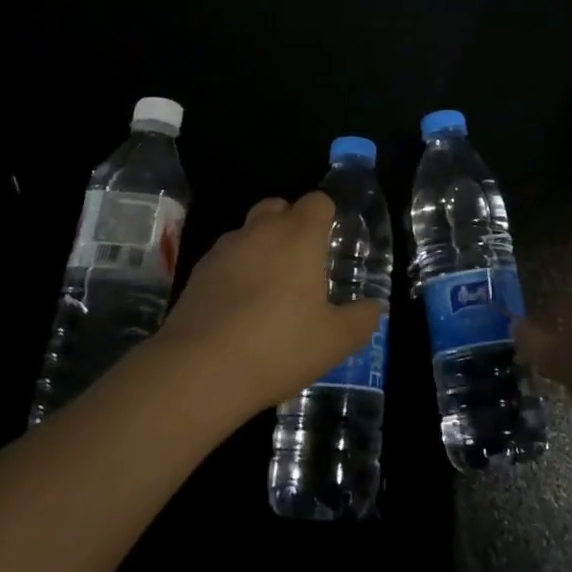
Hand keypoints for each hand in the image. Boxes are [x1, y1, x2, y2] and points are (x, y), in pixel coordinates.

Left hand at [154, 192, 384, 421]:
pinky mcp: (197, 272)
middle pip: (278, 206)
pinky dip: (235, 270)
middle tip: (302, 263)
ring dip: (261, 246)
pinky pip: (225, 258)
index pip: (317, 201)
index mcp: (300, 236)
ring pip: (248, 231)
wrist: (199, 370)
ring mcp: (225, 249)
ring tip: (269, 289)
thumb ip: (361, 319)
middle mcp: (262, 231)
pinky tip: (239, 308)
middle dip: (291, 223)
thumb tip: (373, 307)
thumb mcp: (335, 341)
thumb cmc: (278, 347)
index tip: (330, 242)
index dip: (326, 216)